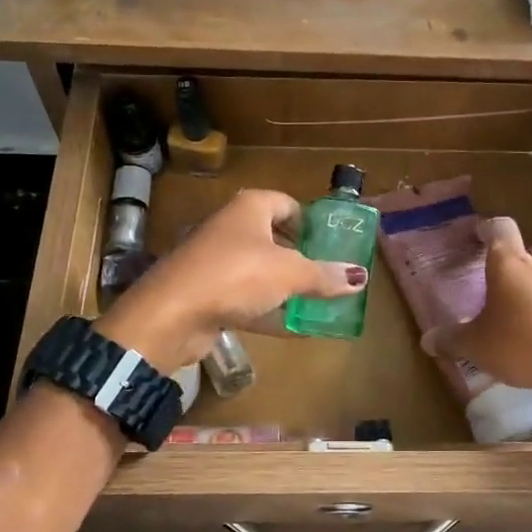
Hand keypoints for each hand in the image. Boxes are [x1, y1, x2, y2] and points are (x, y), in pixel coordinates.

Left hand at [94, 188, 364, 372]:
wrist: (171, 314)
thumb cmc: (235, 276)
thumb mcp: (289, 273)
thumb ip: (324, 275)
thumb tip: (360, 277)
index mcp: (249, 208)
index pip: (286, 203)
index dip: (310, 221)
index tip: (332, 243)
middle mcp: (230, 228)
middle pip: (273, 236)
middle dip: (301, 256)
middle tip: (329, 274)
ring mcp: (215, 262)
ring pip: (259, 270)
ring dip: (285, 286)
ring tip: (317, 303)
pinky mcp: (206, 293)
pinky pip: (245, 298)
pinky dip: (268, 310)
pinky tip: (293, 328)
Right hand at [421, 217, 531, 415]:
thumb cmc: (524, 345)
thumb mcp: (477, 347)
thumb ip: (451, 340)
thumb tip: (427, 340)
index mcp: (510, 263)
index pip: (500, 228)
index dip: (487, 229)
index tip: (477, 236)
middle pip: (529, 251)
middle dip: (514, 263)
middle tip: (498, 284)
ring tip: (520, 313)